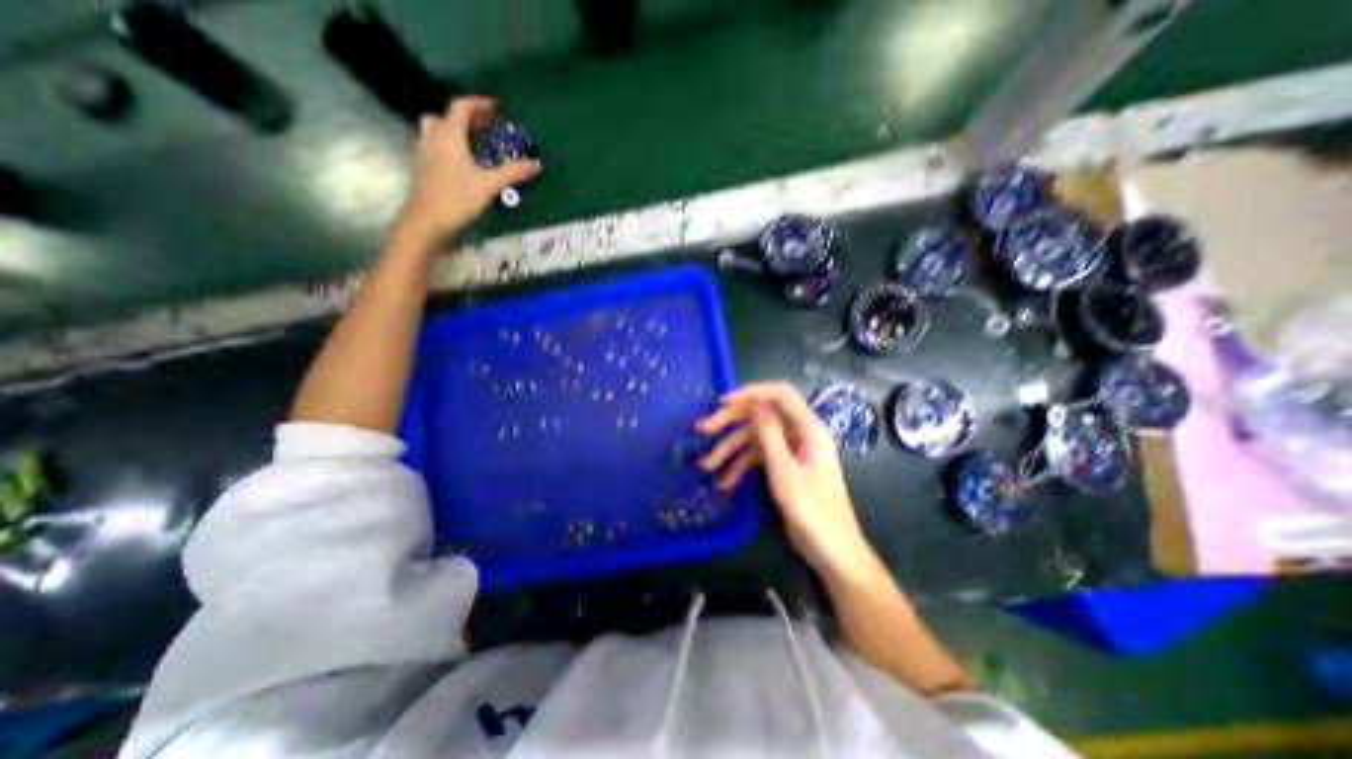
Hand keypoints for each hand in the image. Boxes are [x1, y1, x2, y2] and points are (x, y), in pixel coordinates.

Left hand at [389, 95, 543, 250]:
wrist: (428, 221)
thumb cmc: (458, 198)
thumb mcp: (489, 185)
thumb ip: (512, 173)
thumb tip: (537, 164)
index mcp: (449, 136)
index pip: (461, 107)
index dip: (478, 104)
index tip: (495, 107)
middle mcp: (433, 138)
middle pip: (447, 116)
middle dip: (468, 116)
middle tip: (486, 125)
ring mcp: (425, 152)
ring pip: (436, 129)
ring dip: (453, 128)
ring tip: (470, 139)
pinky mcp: (423, 167)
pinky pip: (434, 145)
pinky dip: (447, 144)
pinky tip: (459, 160)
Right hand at [703, 383, 882, 584]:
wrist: (833, 553)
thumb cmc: (812, 512)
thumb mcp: (784, 471)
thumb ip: (769, 434)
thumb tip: (755, 403)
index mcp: (808, 429)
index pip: (780, 394)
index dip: (751, 393)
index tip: (722, 402)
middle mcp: (800, 434)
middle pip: (762, 416)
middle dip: (731, 423)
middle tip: (703, 430)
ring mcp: (792, 451)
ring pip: (756, 439)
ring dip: (730, 450)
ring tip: (706, 466)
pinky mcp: (785, 467)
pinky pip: (759, 458)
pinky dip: (741, 467)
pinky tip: (725, 483)